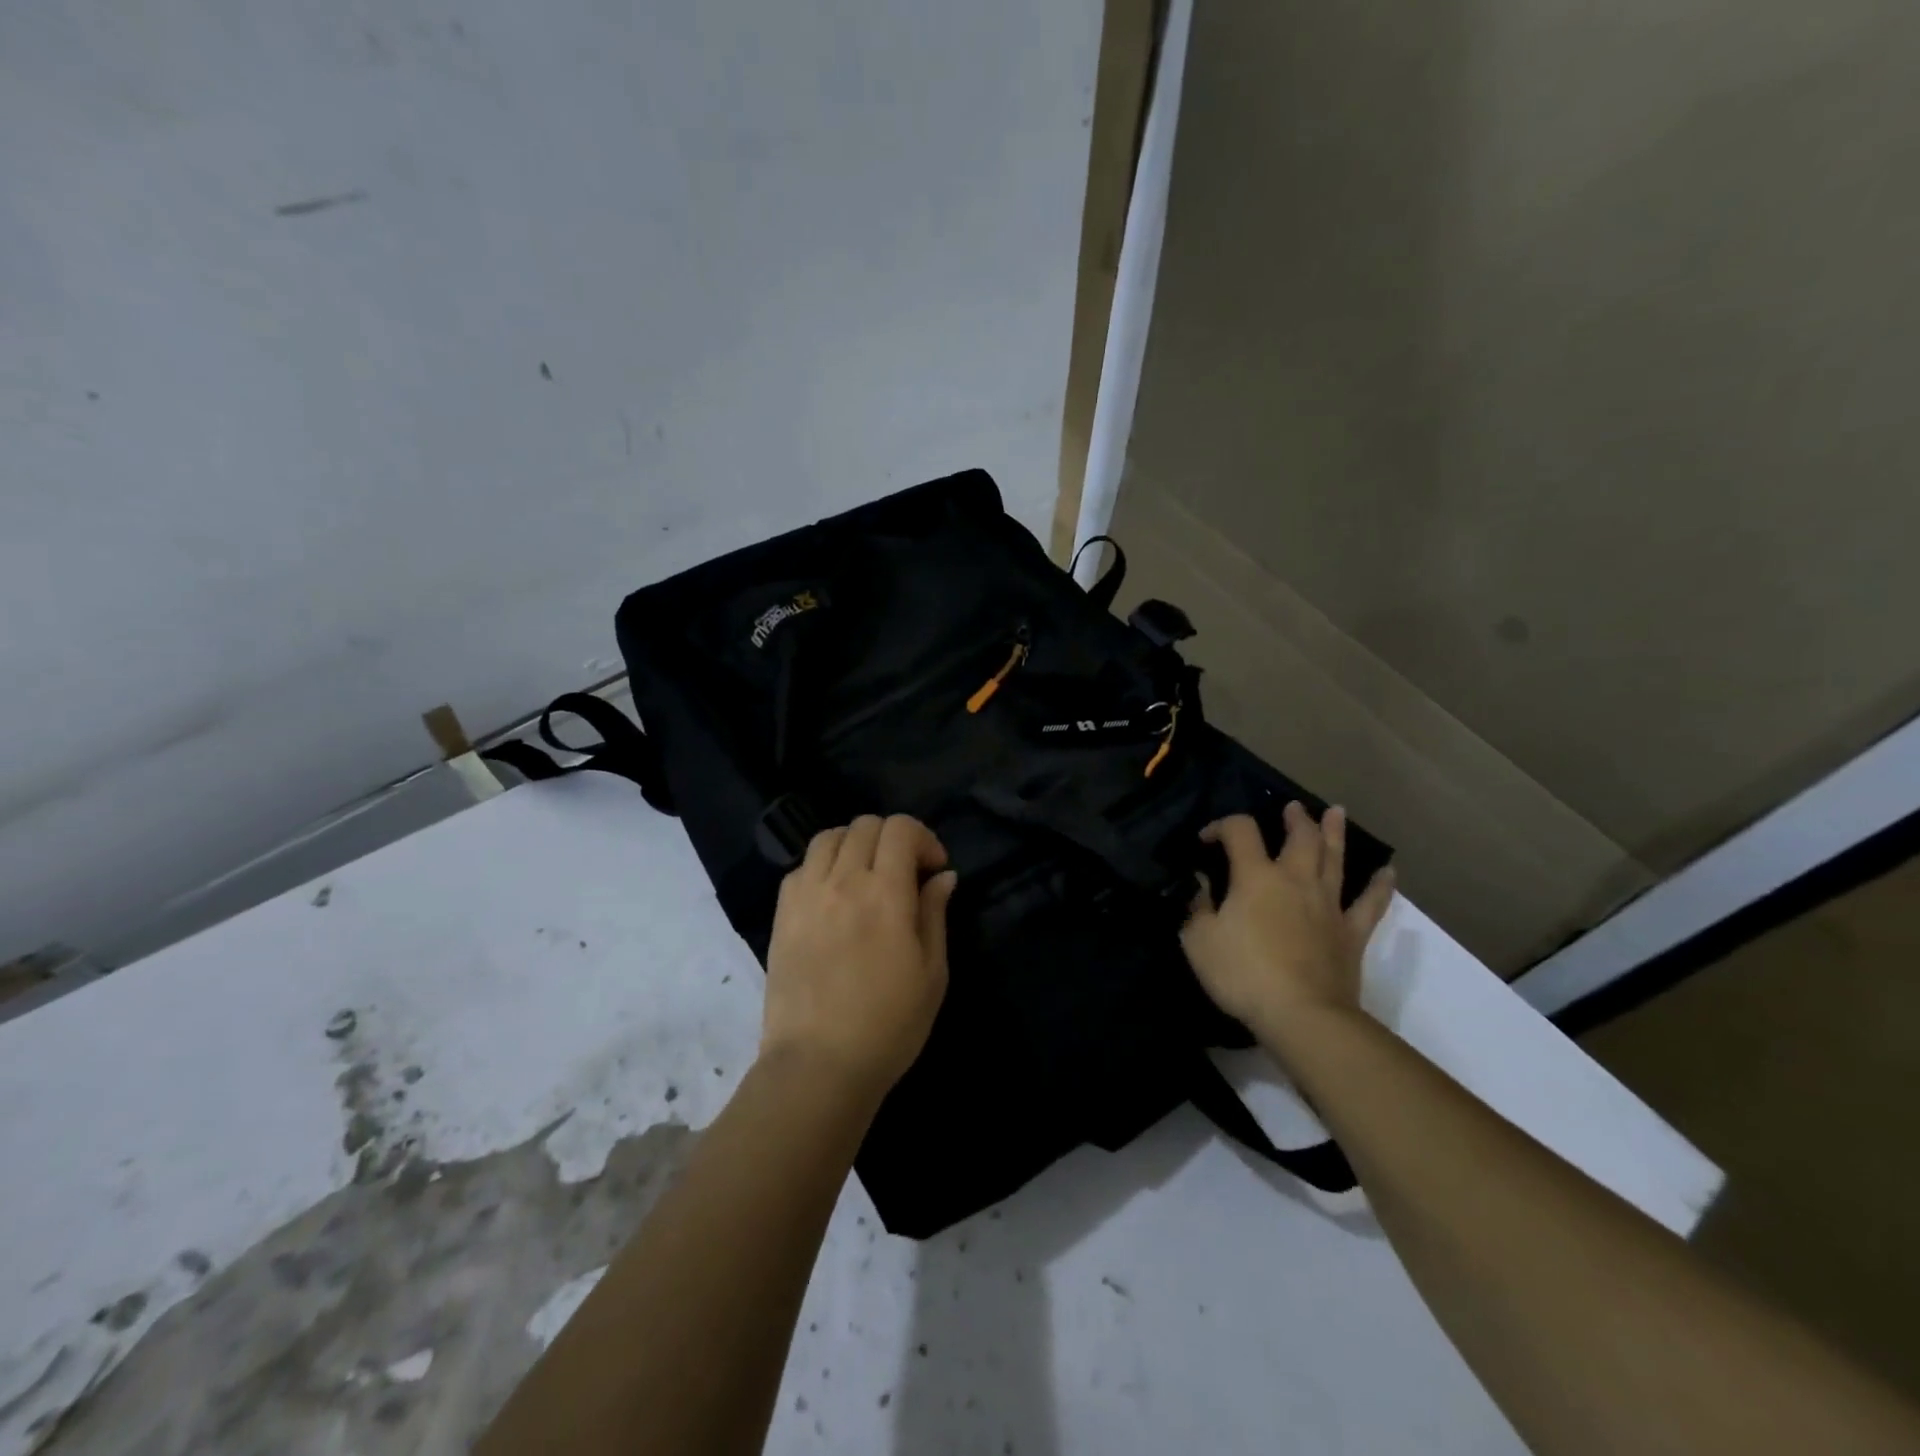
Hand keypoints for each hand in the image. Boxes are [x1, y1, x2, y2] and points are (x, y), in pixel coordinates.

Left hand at [761, 814, 957, 1103]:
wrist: (819, 1065)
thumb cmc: (889, 1024)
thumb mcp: (932, 972)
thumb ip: (935, 914)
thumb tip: (943, 876)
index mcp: (885, 893)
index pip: (900, 828)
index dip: (923, 837)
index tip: (933, 869)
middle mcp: (842, 881)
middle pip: (865, 825)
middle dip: (892, 838)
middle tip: (904, 873)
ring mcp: (806, 895)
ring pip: (829, 837)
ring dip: (855, 845)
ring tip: (866, 876)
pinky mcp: (782, 914)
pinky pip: (801, 867)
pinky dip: (823, 867)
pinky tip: (834, 896)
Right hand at [1181, 804, 1395, 1053]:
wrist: (1302, 1015)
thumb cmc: (1243, 974)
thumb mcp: (1199, 941)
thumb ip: (1197, 908)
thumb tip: (1202, 885)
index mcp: (1255, 877)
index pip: (1240, 831)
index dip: (1222, 825)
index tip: (1207, 839)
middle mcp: (1295, 880)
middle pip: (1300, 837)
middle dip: (1294, 819)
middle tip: (1292, 808)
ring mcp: (1328, 905)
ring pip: (1335, 859)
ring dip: (1334, 833)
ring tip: (1335, 812)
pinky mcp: (1352, 933)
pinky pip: (1371, 904)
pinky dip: (1380, 886)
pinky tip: (1388, 872)